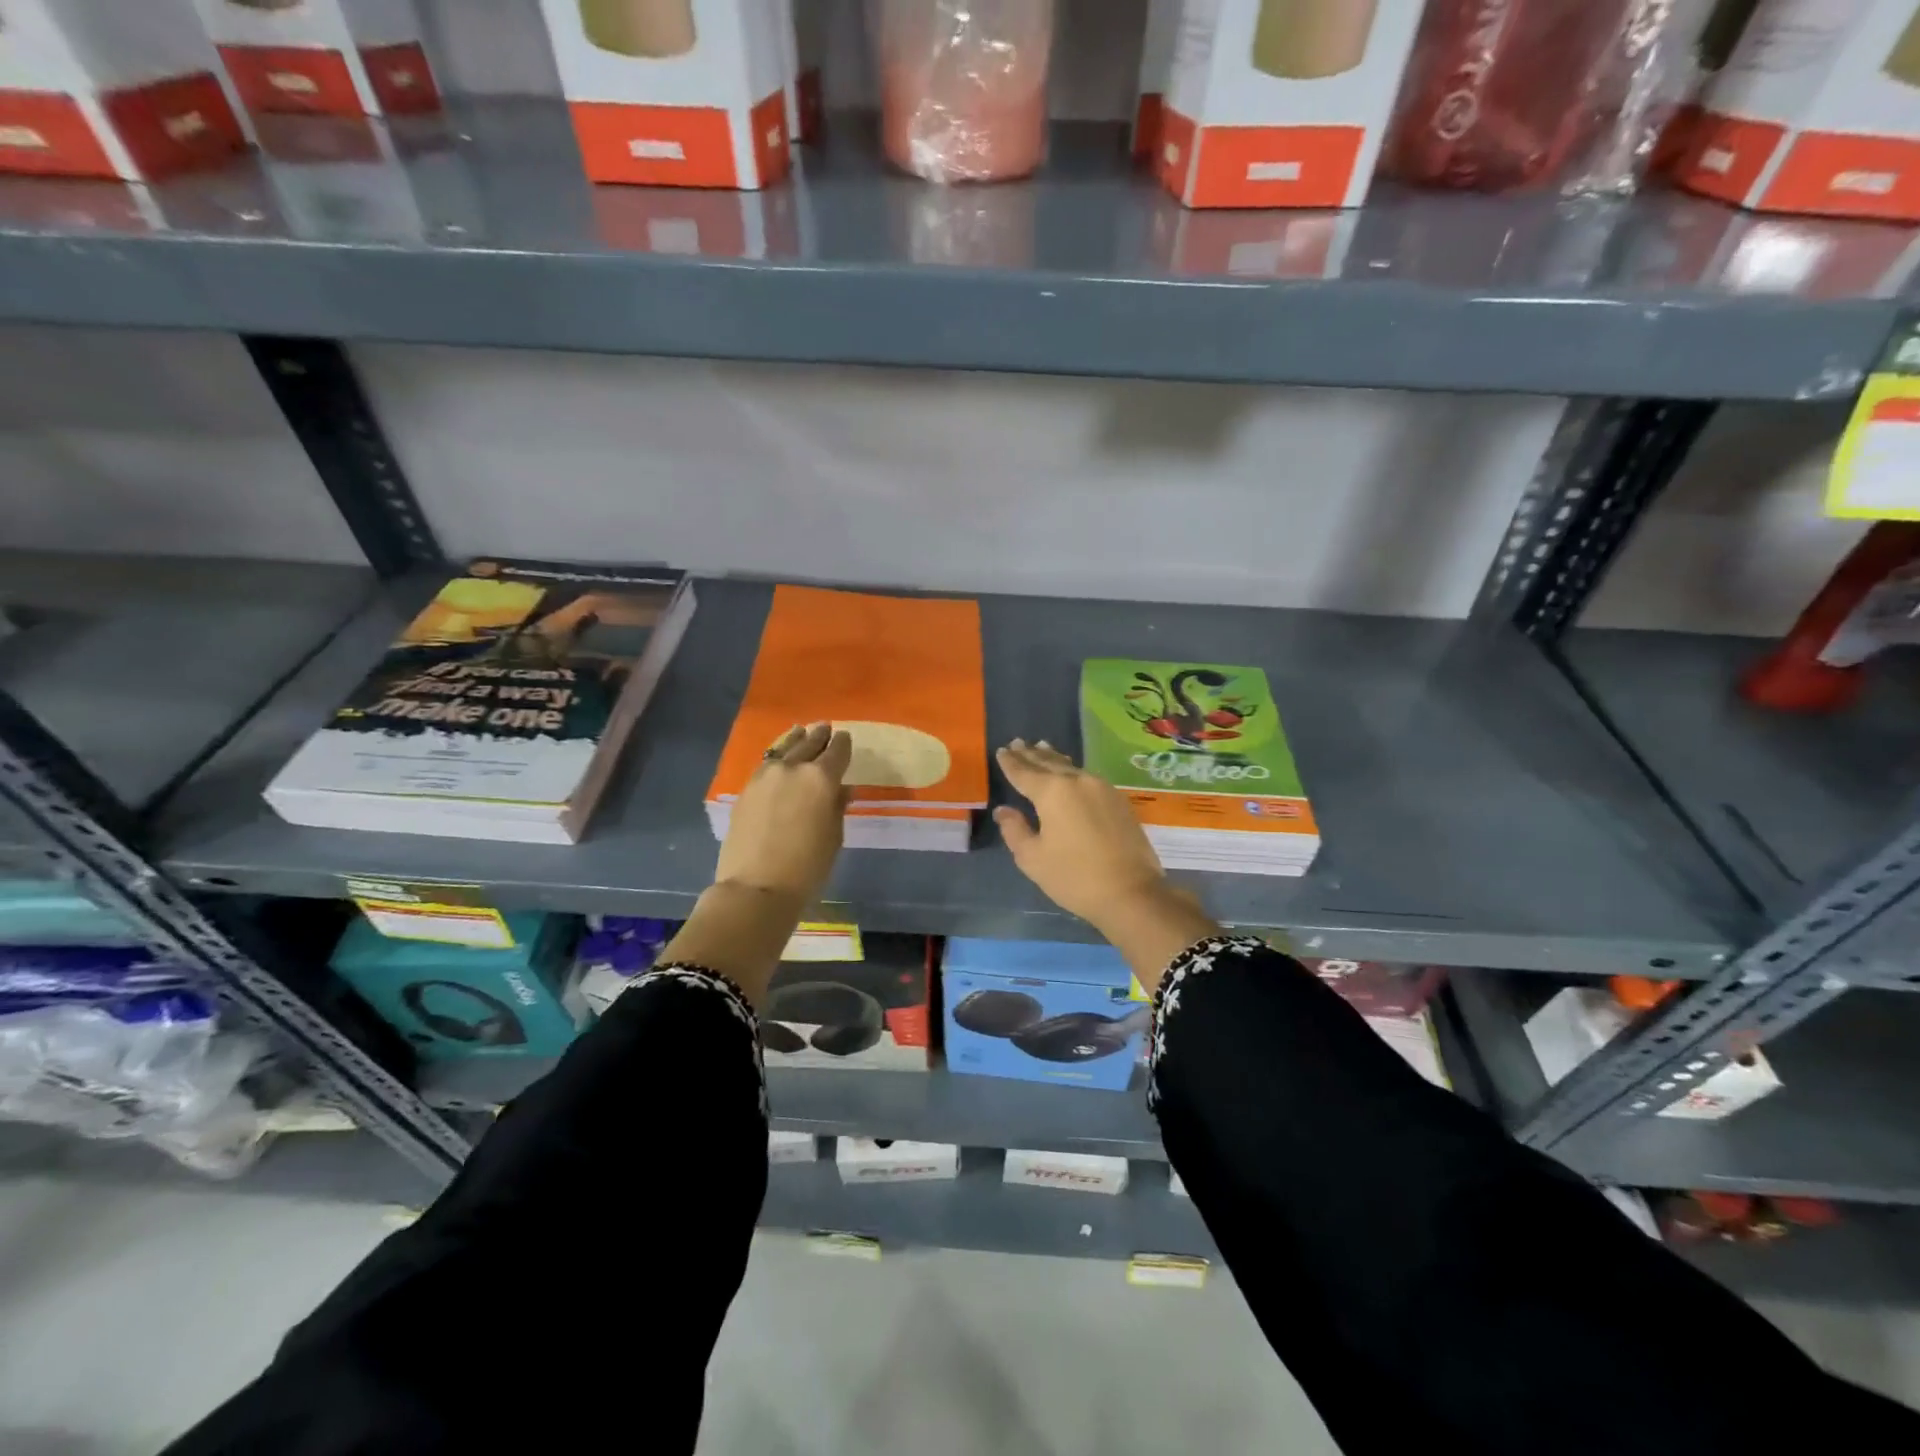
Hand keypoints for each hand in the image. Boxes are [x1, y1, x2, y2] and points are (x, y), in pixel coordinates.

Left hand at [715, 722, 851, 907]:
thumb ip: (837, 807)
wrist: (756, 887)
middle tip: (826, 729)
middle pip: (809, 743)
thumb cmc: (807, 867)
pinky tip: (779, 757)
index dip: (843, 744)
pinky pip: (767, 762)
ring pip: (784, 747)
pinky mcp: (746, 788)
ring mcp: (765, 775)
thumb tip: (840, 790)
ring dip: (796, 739)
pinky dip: (777, 755)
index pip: (837, 751)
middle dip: (820, 736)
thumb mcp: (834, 837)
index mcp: (821, 778)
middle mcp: (793, 768)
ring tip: (801, 732)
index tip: (845, 738)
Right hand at [993, 739, 1173, 929]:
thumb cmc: (1074, 877)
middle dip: (1031, 754)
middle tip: (1018, 743)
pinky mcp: (1118, 800)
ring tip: (1041, 748)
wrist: (1131, 892)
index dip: (1010, 762)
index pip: (1024, 772)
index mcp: (1052, 791)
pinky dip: (1072, 770)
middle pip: (1048, 763)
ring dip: (1053, 758)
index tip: (1001, 751)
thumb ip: (1014, 830)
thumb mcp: (1033, 858)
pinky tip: (1070, 771)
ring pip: (1070, 767)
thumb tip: (1004, 811)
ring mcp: (1102, 788)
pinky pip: (1087, 777)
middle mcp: (1077, 781)